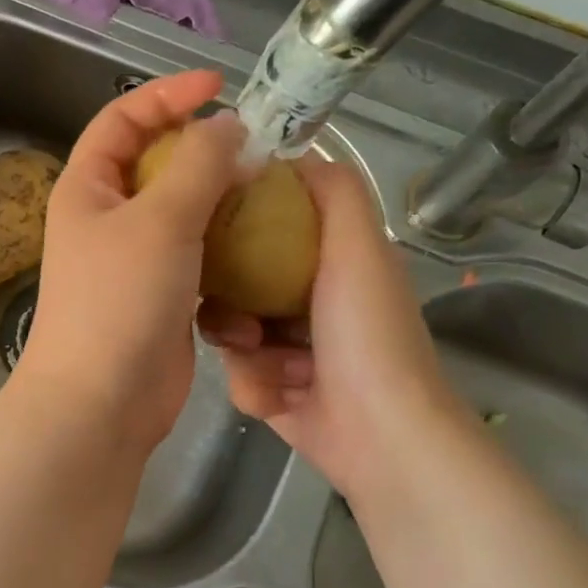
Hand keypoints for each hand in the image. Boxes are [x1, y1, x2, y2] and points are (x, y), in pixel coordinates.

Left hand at [16, 69, 244, 453]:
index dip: (167, 95)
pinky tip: (259, 246)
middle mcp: (106, 219)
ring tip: (265, 192)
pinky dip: (224, 247)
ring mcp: (134, 261)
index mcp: (87, 188)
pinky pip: (198, 256)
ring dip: (220, 201)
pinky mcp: (162, 296)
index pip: (122, 119)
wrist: (102, 402)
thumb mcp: (160, 220)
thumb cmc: (119, 302)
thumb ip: (198, 165)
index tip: (220, 86)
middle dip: (204, 150)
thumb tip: (227, 127)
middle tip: (256, 147)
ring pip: (182, 212)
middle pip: (156, 164)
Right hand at [200, 157, 465, 502]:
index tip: (207, 224)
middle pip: (239, 281)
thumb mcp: (358, 248)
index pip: (271, 225)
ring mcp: (289, 349)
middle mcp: (308, 300)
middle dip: (229, 299)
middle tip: (234, 314)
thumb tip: (291, 152)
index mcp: (332, 262)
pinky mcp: (274, 391)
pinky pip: (239, 376)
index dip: (239, 220)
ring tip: (267, 364)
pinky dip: (255, 388)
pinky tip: (279, 399)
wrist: (380, 435)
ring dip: (244, 351)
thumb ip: (333, 192)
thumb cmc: (368, 335)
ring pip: (231, 332)